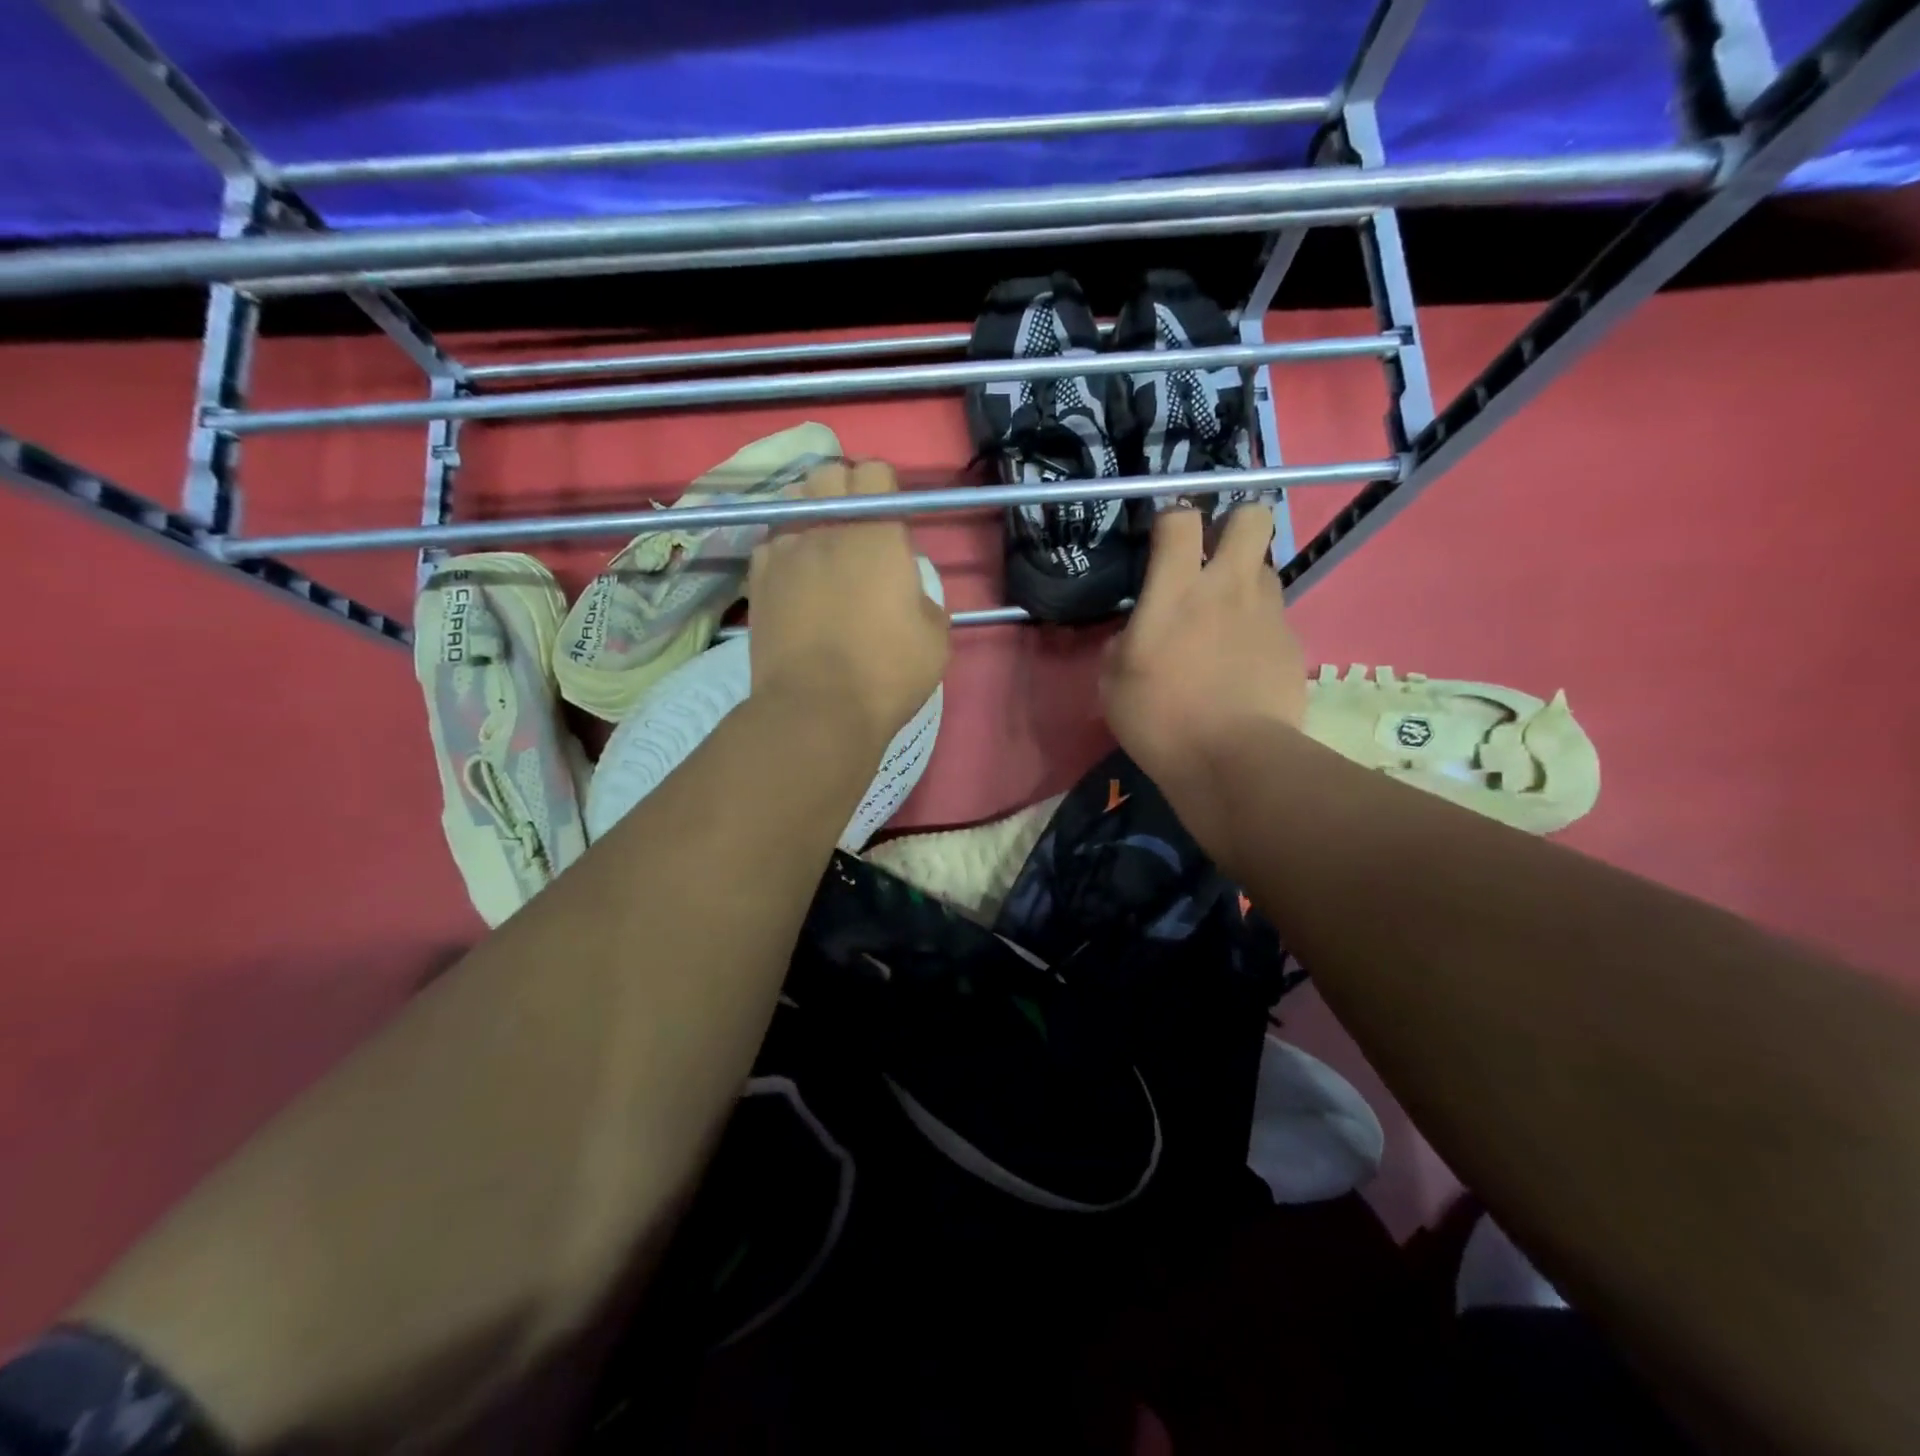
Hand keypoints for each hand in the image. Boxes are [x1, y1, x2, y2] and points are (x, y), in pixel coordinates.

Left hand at [748, 459, 950, 753]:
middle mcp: (826, 527)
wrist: (817, 709)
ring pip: (794, 502)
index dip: (886, 491)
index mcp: (876, 533)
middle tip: (858, 530)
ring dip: (812, 513)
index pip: (875, 473)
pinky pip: (771, 541)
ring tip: (823, 549)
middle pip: (829, 474)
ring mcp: (784, 549)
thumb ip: (924, 597)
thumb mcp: (935, 637)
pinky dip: (785, 548)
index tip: (892, 523)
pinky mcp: (757, 577)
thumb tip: (907, 591)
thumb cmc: (886, 672)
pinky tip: (795, 577)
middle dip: (845, 490)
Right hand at [1101, 504, 1304, 849]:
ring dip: (1246, 580)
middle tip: (1213, 556)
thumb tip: (1135, 634)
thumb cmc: (1160, 720)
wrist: (1233, 760)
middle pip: (1252, 516)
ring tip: (1226, 617)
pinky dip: (1259, 627)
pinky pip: (1275, 616)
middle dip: (1234, 523)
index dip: (1172, 518)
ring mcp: (1268, 612)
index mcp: (1177, 590)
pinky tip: (1244, 662)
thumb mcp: (1113, 683)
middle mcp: (1228, 586)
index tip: (1164, 538)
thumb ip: (1123, 643)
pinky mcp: (1292, 642)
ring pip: (1266, 567)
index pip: (1181, 518)